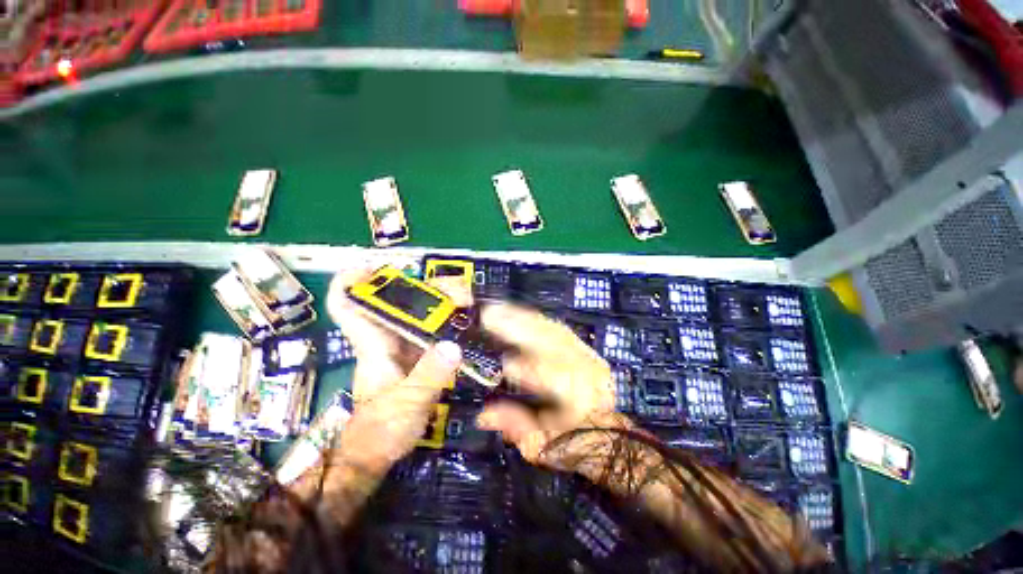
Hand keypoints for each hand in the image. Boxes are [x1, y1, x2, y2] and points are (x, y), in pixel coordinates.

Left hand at [324, 268, 462, 474]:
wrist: (378, 454)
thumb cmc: (381, 431)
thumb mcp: (407, 405)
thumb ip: (428, 377)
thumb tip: (453, 346)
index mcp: (373, 345)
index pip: (347, 304)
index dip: (353, 280)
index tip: (377, 266)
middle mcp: (386, 339)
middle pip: (400, 301)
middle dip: (426, 288)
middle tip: (459, 291)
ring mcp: (403, 348)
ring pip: (418, 314)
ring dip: (442, 303)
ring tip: (469, 302)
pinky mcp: (417, 358)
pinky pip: (431, 330)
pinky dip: (447, 321)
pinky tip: (466, 322)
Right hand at [475, 304, 632, 480]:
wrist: (612, 436)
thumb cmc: (576, 444)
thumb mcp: (543, 445)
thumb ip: (515, 426)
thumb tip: (482, 415)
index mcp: (579, 398)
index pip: (550, 376)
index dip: (525, 368)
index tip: (503, 363)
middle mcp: (586, 370)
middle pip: (550, 341)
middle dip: (518, 328)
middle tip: (490, 317)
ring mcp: (587, 355)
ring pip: (553, 329)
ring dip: (524, 318)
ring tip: (499, 309)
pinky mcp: (585, 349)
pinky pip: (557, 328)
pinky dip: (535, 320)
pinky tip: (518, 314)